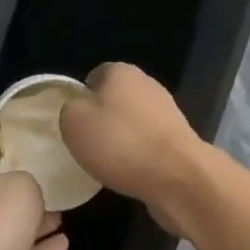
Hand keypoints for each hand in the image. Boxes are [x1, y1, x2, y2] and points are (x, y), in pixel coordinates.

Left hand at [0, 152, 67, 249]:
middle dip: (23, 196)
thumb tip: (25, 191)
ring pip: (11, 230)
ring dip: (35, 225)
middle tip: (53, 190)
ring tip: (62, 216)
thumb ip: (28, 182)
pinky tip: (63, 243)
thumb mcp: (23, 184)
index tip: (29, 155)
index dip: (4, 157)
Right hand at [59, 62, 211, 236]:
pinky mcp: (179, 139)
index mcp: (121, 71)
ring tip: (107, 164)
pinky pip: (148, 144)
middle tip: (87, 145)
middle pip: (114, 99)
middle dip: (102, 119)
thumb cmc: (120, 142)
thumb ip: (69, 109)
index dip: (81, 98)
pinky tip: (130, 174)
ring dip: (121, 140)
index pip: (94, 76)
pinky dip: (138, 156)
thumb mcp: (74, 122)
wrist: (178, 177)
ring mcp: (167, 112)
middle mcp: (147, 84)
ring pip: (132, 123)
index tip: (74, 123)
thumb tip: (78, 110)